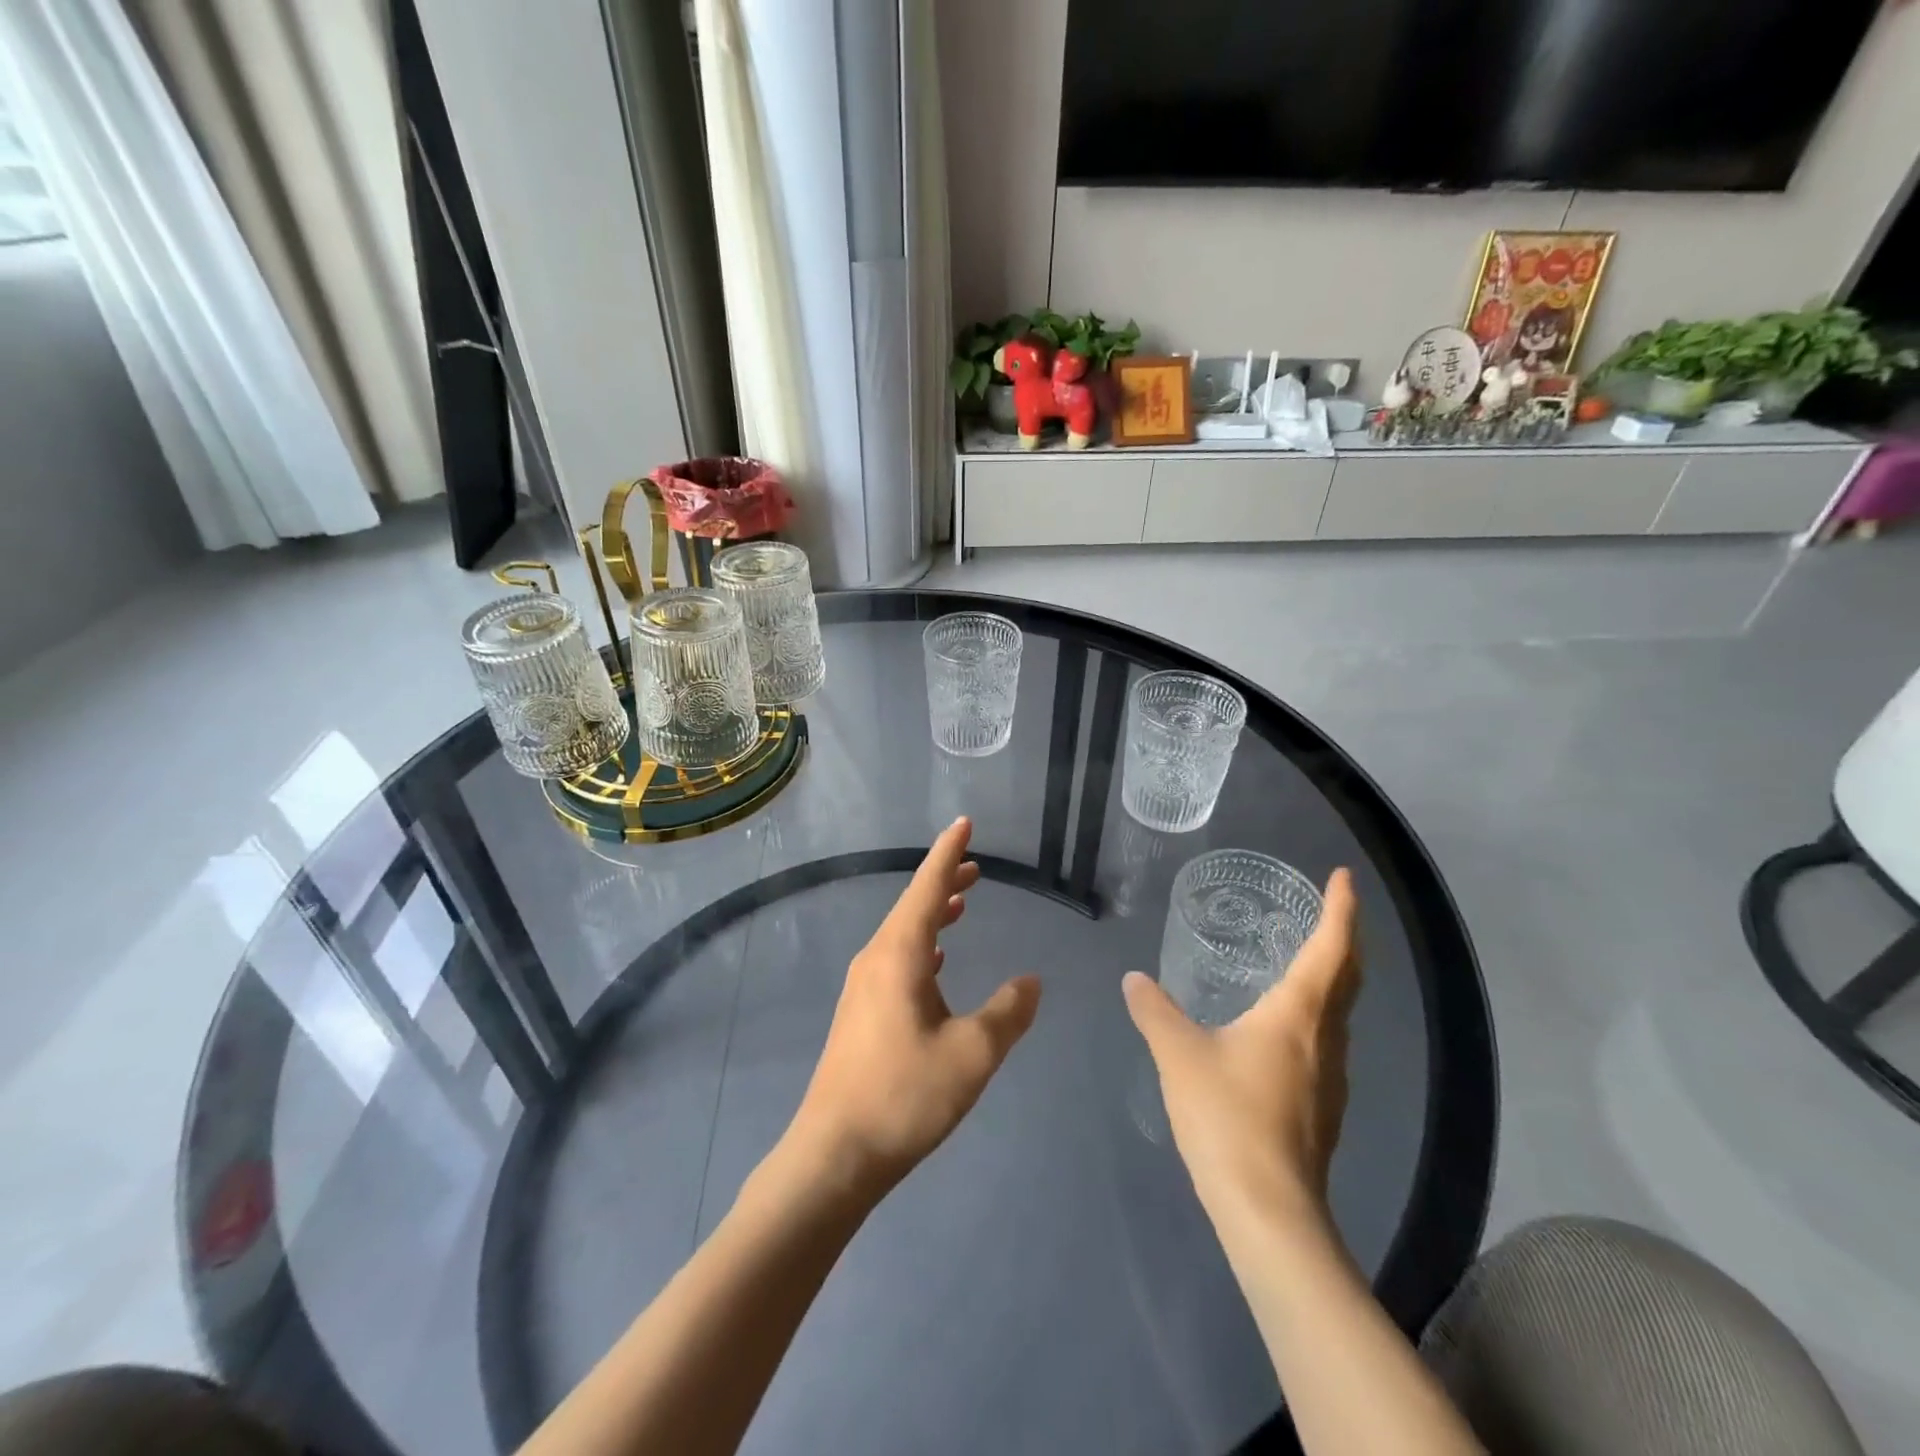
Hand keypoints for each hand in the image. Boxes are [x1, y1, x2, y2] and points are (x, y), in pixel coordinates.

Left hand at [787, 817, 1041, 1199]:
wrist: (834, 1154)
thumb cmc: (904, 1096)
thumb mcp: (972, 1054)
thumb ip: (1007, 1013)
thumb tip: (1032, 981)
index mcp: (898, 955)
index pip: (926, 887)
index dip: (948, 853)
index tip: (963, 823)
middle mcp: (875, 960)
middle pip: (912, 906)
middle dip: (944, 881)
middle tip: (976, 868)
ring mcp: (862, 987)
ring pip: (903, 934)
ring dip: (932, 914)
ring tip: (961, 905)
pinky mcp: (860, 1013)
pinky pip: (895, 959)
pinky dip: (921, 946)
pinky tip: (935, 962)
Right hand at [1123, 869, 1360, 1224]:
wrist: (1269, 1210)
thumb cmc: (1227, 1116)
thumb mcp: (1179, 1054)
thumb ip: (1155, 1011)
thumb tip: (1133, 979)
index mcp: (1298, 1014)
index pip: (1330, 948)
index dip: (1340, 909)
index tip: (1343, 877)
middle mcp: (1325, 1039)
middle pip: (1349, 977)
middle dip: (1345, 937)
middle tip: (1329, 909)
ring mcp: (1331, 1078)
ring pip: (1341, 1012)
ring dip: (1333, 977)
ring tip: (1305, 959)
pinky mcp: (1324, 1109)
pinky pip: (1327, 1041)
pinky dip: (1317, 1013)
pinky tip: (1284, 1027)